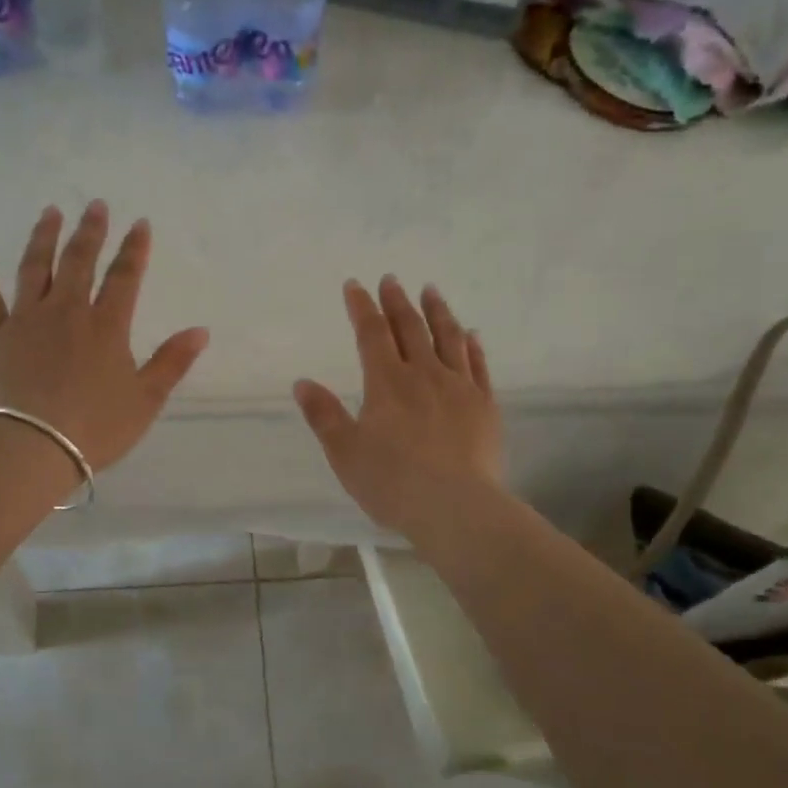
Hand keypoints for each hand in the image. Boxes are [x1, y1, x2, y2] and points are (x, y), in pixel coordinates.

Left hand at [0, 202, 208, 470]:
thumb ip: (172, 362)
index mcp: (106, 326)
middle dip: (90, 231)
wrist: (31, 447)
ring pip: (35, 269)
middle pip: (79, 261)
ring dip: (44, 238)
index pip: (124, 277)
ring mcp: (26, 321)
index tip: (140, 223)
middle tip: (95, 204)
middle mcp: (66, 312)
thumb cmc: (95, 427)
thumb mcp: (145, 400)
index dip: (134, 249)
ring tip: (50, 213)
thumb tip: (201, 331)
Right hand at [294, 277, 504, 538]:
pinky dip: (473, 346)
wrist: (456, 507)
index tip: (355, 285)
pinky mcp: (485, 406)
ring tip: (431, 291)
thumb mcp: (345, 453)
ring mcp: (459, 388)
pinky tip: (472, 334)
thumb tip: (302, 382)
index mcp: (386, 383)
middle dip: (398, 302)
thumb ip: (324, 415)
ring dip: (438, 312)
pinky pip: (479, 366)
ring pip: (449, 338)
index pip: (371, 334)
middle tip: (392, 280)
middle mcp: (424, 375)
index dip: (362, 307)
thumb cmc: (392, 483)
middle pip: (410, 328)